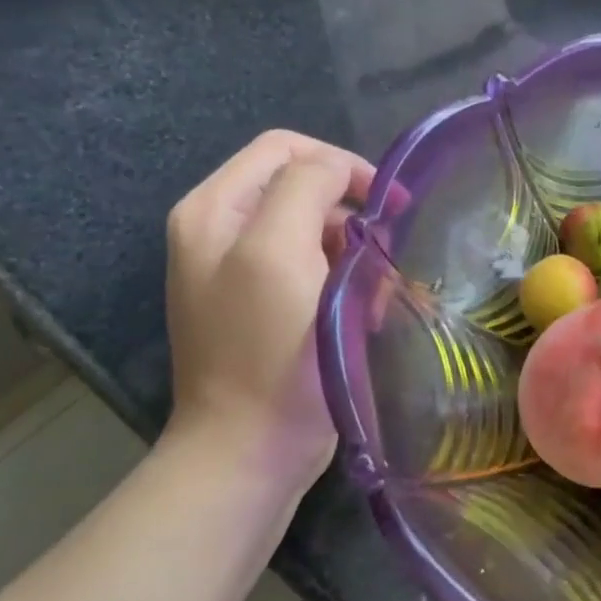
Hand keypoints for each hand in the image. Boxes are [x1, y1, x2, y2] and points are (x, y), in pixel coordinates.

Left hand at [164, 130, 374, 487]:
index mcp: (214, 210)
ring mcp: (243, 272)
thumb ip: (305, 188)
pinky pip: (317, 270)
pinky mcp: (269, 307)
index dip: (342, 165)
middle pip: (303, 189)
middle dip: (352, 217)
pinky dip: (347, 284)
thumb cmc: (268, 351)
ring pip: (318, 232)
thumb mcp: (277, 253)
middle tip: (385, 252)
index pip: (286, 150)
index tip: (386, 205)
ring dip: (356, 255)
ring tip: (376, 295)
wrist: (251, 450)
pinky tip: (364, 315)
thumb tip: (339, 172)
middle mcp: (222, 232)